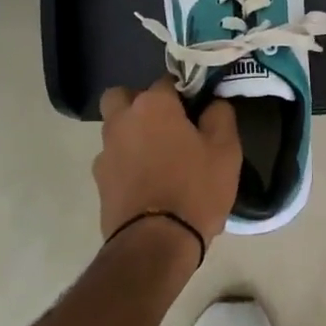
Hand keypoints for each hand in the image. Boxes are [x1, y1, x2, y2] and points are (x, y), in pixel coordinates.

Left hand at [94, 80, 241, 249]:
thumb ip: (220, 116)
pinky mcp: (99, 181)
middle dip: (139, 103)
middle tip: (165, 124)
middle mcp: (122, 120)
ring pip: (115, 129)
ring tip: (158, 158)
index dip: (183, 93)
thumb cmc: (195, 189)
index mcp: (154, 106)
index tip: (197, 110)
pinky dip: (126, 164)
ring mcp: (105, 152)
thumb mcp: (226, 150)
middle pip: (122, 97)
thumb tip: (212, 104)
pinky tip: (147, 183)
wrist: (155, 243)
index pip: (167, 81)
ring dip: (131, 135)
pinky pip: (114, 160)